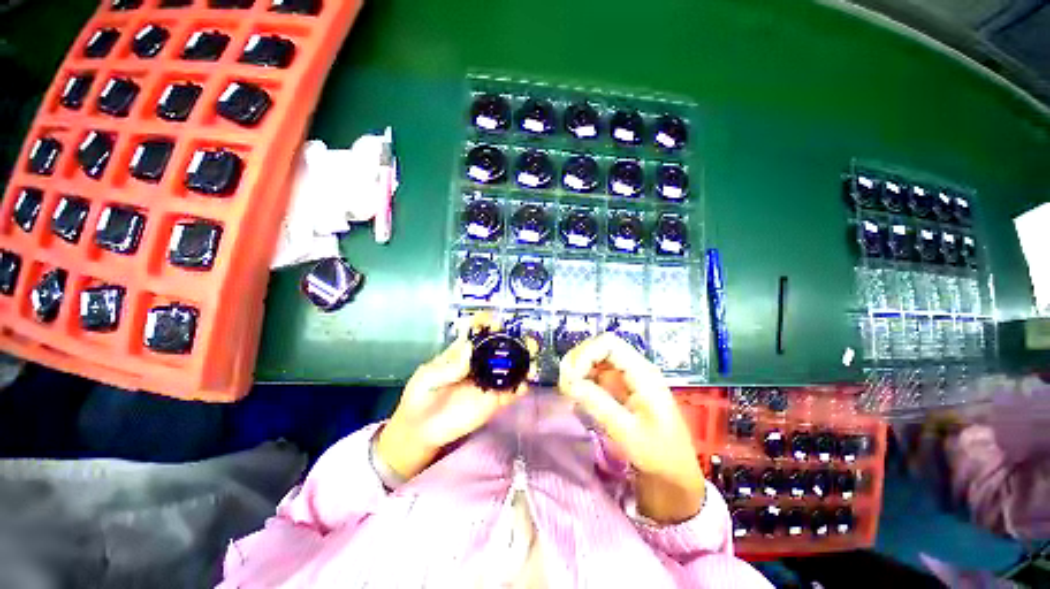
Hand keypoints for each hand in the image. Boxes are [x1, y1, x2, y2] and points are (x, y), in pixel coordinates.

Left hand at [376, 318, 525, 480]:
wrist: (421, 430)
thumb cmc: (421, 397)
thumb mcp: (428, 378)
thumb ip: (449, 367)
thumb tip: (470, 349)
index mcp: (464, 352)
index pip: (480, 332)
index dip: (489, 324)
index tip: (497, 323)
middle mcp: (481, 363)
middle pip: (502, 347)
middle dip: (516, 340)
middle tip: (526, 340)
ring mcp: (490, 382)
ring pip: (512, 367)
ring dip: (524, 362)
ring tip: (532, 361)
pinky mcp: (495, 401)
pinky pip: (512, 392)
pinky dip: (521, 387)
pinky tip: (523, 386)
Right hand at [558, 333, 703, 523]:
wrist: (674, 472)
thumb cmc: (658, 453)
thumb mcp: (628, 432)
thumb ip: (599, 404)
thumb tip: (570, 383)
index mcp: (642, 373)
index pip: (608, 344)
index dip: (586, 354)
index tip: (572, 378)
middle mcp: (633, 367)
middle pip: (598, 347)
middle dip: (578, 361)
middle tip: (565, 385)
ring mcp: (625, 376)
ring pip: (594, 357)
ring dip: (577, 369)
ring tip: (568, 390)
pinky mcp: (618, 386)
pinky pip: (595, 372)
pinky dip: (581, 379)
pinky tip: (576, 394)